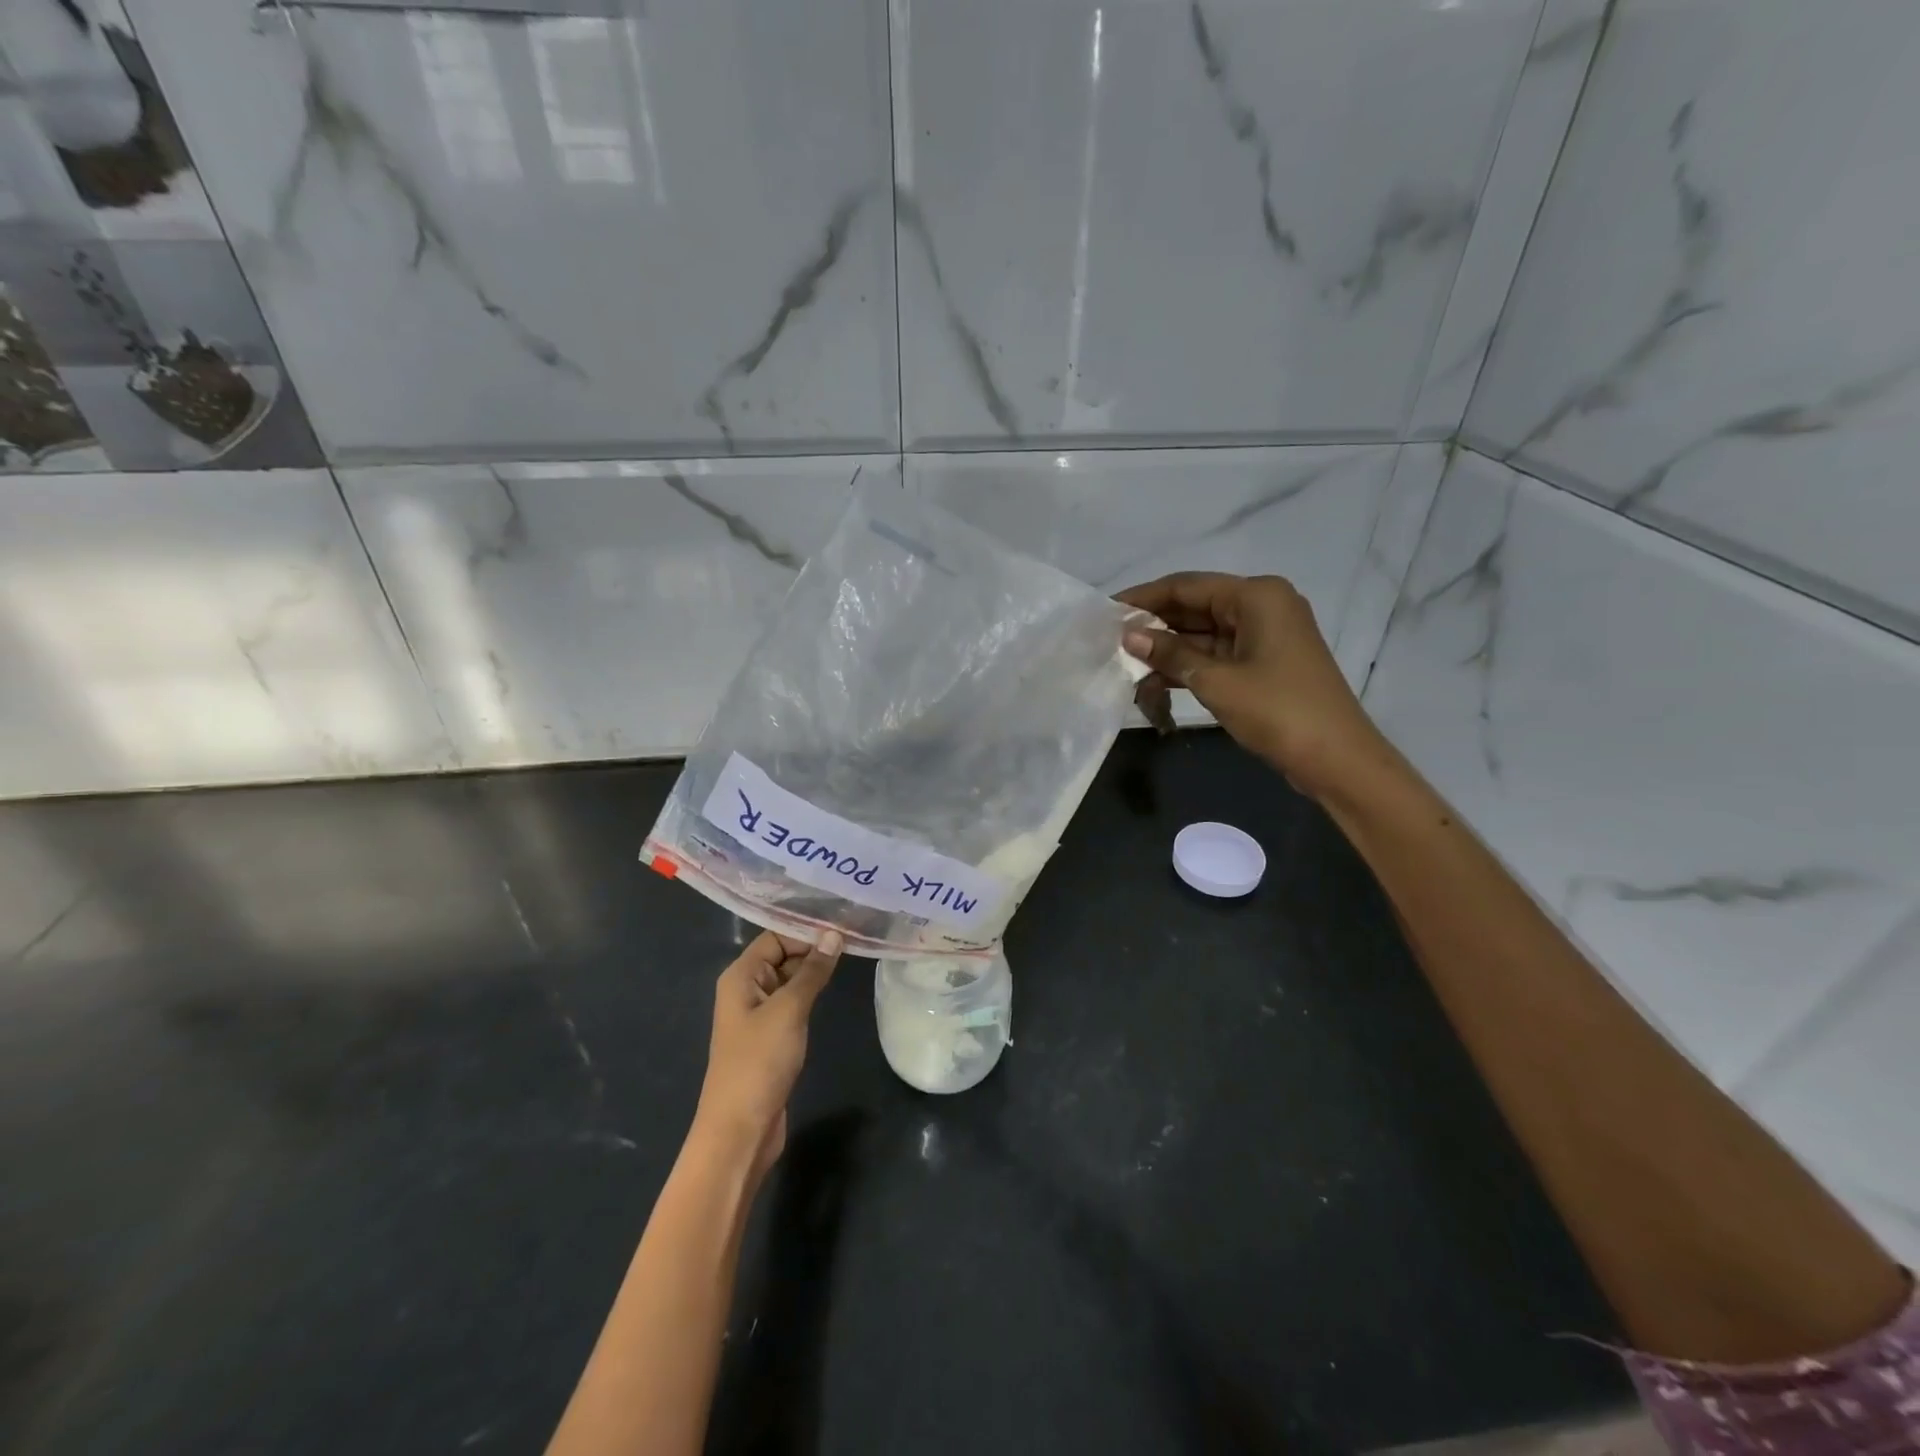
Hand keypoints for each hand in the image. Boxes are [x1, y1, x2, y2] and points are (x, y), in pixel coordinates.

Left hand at [694, 930, 842, 1182]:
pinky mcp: (770, 1037)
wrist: (740, 1130)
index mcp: (741, 976)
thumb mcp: (789, 1010)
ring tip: (852, 956)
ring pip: (789, 980)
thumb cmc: (759, 1062)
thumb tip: (834, 934)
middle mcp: (746, 989)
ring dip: (815, 971)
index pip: (775, 936)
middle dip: (814, 947)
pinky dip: (811, 994)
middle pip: (782, 955)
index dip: (807, 930)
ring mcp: (758, 1014)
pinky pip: (792, 1003)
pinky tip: (834, 990)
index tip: (844, 925)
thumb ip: (812, 971)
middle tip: (855, 938)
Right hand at [1118, 572, 1386, 798]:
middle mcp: (1262, 606)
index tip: (1106, 612)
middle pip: (1195, 607)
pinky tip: (1153, 681)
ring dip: (1167, 650)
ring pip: (1203, 634)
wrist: (1336, 759)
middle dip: (1154, 626)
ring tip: (1124, 665)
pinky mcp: (1263, 663)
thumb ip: (1169, 654)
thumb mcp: (1216, 681)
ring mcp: (1264, 636)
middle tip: (1109, 642)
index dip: (1144, 598)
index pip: (1187, 586)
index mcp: (1256, 595)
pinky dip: (1187, 666)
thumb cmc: (1278, 711)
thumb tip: (1128, 635)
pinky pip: (1216, 654)